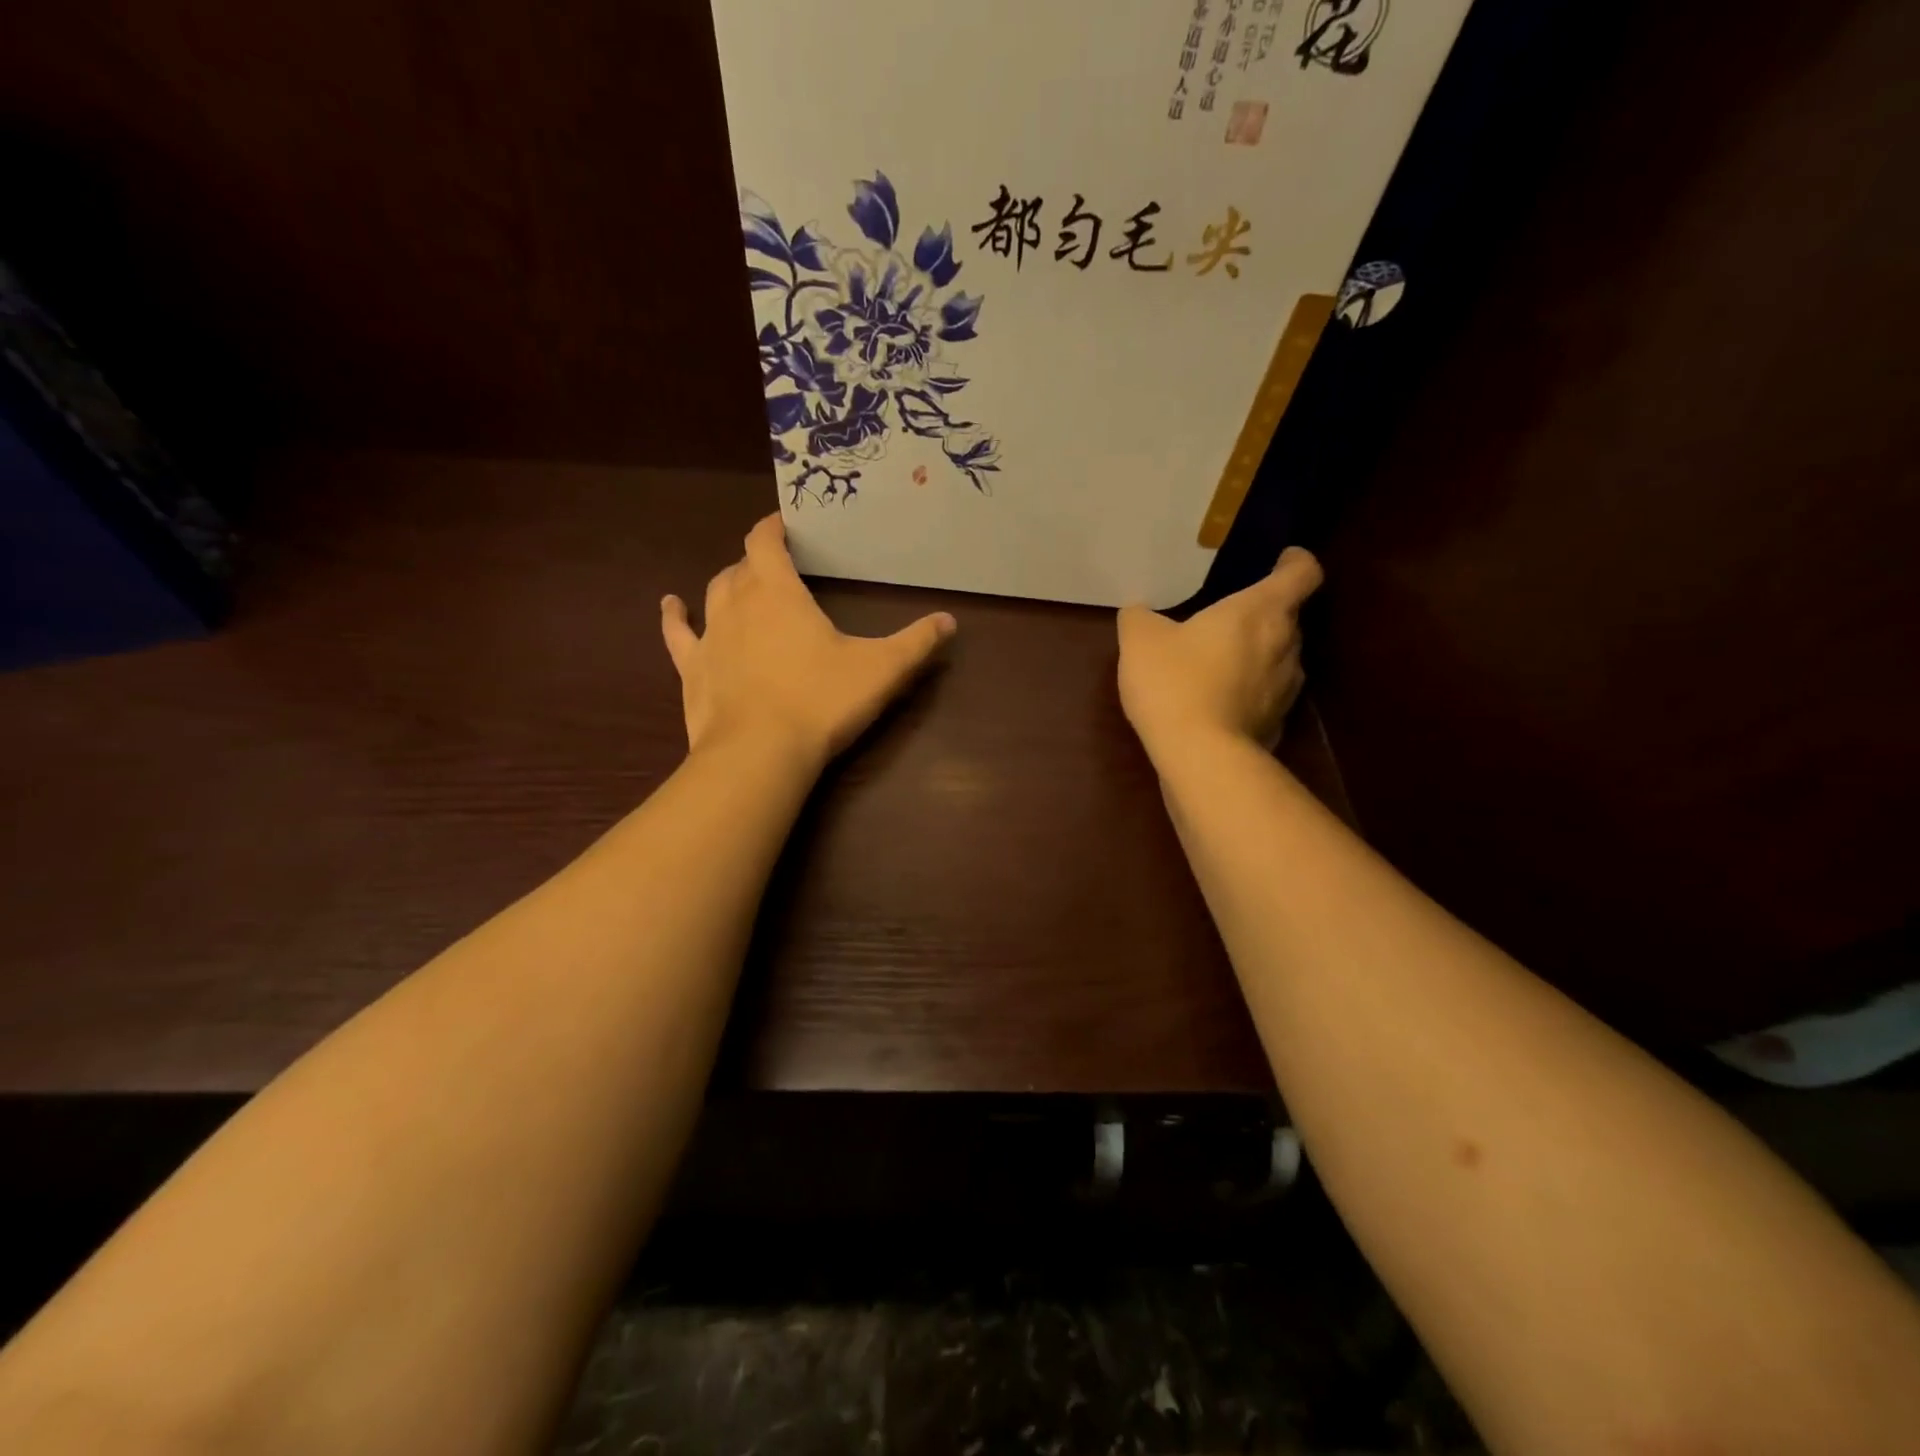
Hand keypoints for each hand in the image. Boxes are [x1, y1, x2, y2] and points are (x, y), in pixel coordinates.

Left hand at [662, 515, 956, 766]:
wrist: (760, 754)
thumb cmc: (822, 701)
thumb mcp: (882, 670)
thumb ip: (917, 643)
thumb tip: (950, 621)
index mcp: (778, 591)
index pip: (765, 540)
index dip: (773, 527)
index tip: (785, 523)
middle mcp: (736, 602)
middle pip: (741, 566)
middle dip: (758, 561)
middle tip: (780, 567)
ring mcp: (709, 636)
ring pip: (713, 593)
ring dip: (728, 584)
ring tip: (742, 584)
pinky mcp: (691, 670)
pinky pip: (678, 634)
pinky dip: (676, 617)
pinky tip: (672, 606)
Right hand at [1117, 547, 1323, 763]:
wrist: (1199, 756)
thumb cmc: (1174, 682)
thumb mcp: (1140, 640)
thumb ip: (1140, 617)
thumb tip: (1139, 612)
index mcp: (1260, 610)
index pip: (1302, 572)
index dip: (1295, 561)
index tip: (1281, 559)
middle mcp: (1286, 644)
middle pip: (1290, 616)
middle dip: (1266, 612)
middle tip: (1231, 615)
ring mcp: (1287, 687)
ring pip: (1281, 657)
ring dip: (1259, 653)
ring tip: (1224, 659)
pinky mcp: (1277, 723)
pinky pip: (1268, 695)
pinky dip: (1251, 691)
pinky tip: (1220, 701)